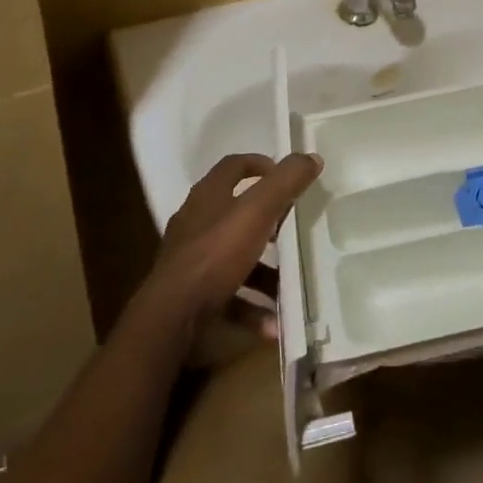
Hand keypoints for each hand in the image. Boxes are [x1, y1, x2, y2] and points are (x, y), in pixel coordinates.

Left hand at [139, 151, 321, 332]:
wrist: (171, 318)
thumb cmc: (215, 254)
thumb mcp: (257, 211)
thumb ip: (285, 182)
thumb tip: (311, 156)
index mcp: (208, 197)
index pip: (233, 167)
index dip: (260, 164)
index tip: (285, 176)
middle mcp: (196, 224)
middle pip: (236, 214)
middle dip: (267, 222)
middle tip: (293, 228)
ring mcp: (191, 262)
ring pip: (235, 260)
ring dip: (265, 274)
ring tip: (291, 285)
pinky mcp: (192, 296)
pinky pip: (230, 298)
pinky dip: (252, 309)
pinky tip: (275, 326)